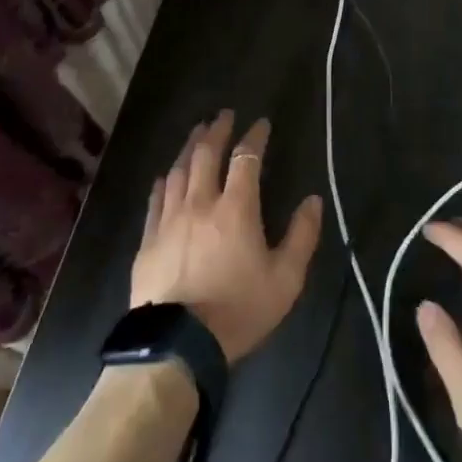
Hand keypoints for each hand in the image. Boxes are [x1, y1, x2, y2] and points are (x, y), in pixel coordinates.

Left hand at [130, 111, 323, 362]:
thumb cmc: (238, 311)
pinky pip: (156, 200)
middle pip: (207, 154)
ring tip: (197, 133)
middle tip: (224, 115)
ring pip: (179, 171)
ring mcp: (170, 220)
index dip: (255, 137)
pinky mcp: (148, 240)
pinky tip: (165, 176)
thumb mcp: (285, 280)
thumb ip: (302, 236)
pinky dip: (163, 182)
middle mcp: (201, 203)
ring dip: (190, 147)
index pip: (247, 158)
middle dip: (217, 130)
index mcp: (236, 208)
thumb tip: (312, 200)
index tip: (261, 123)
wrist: (177, 346)